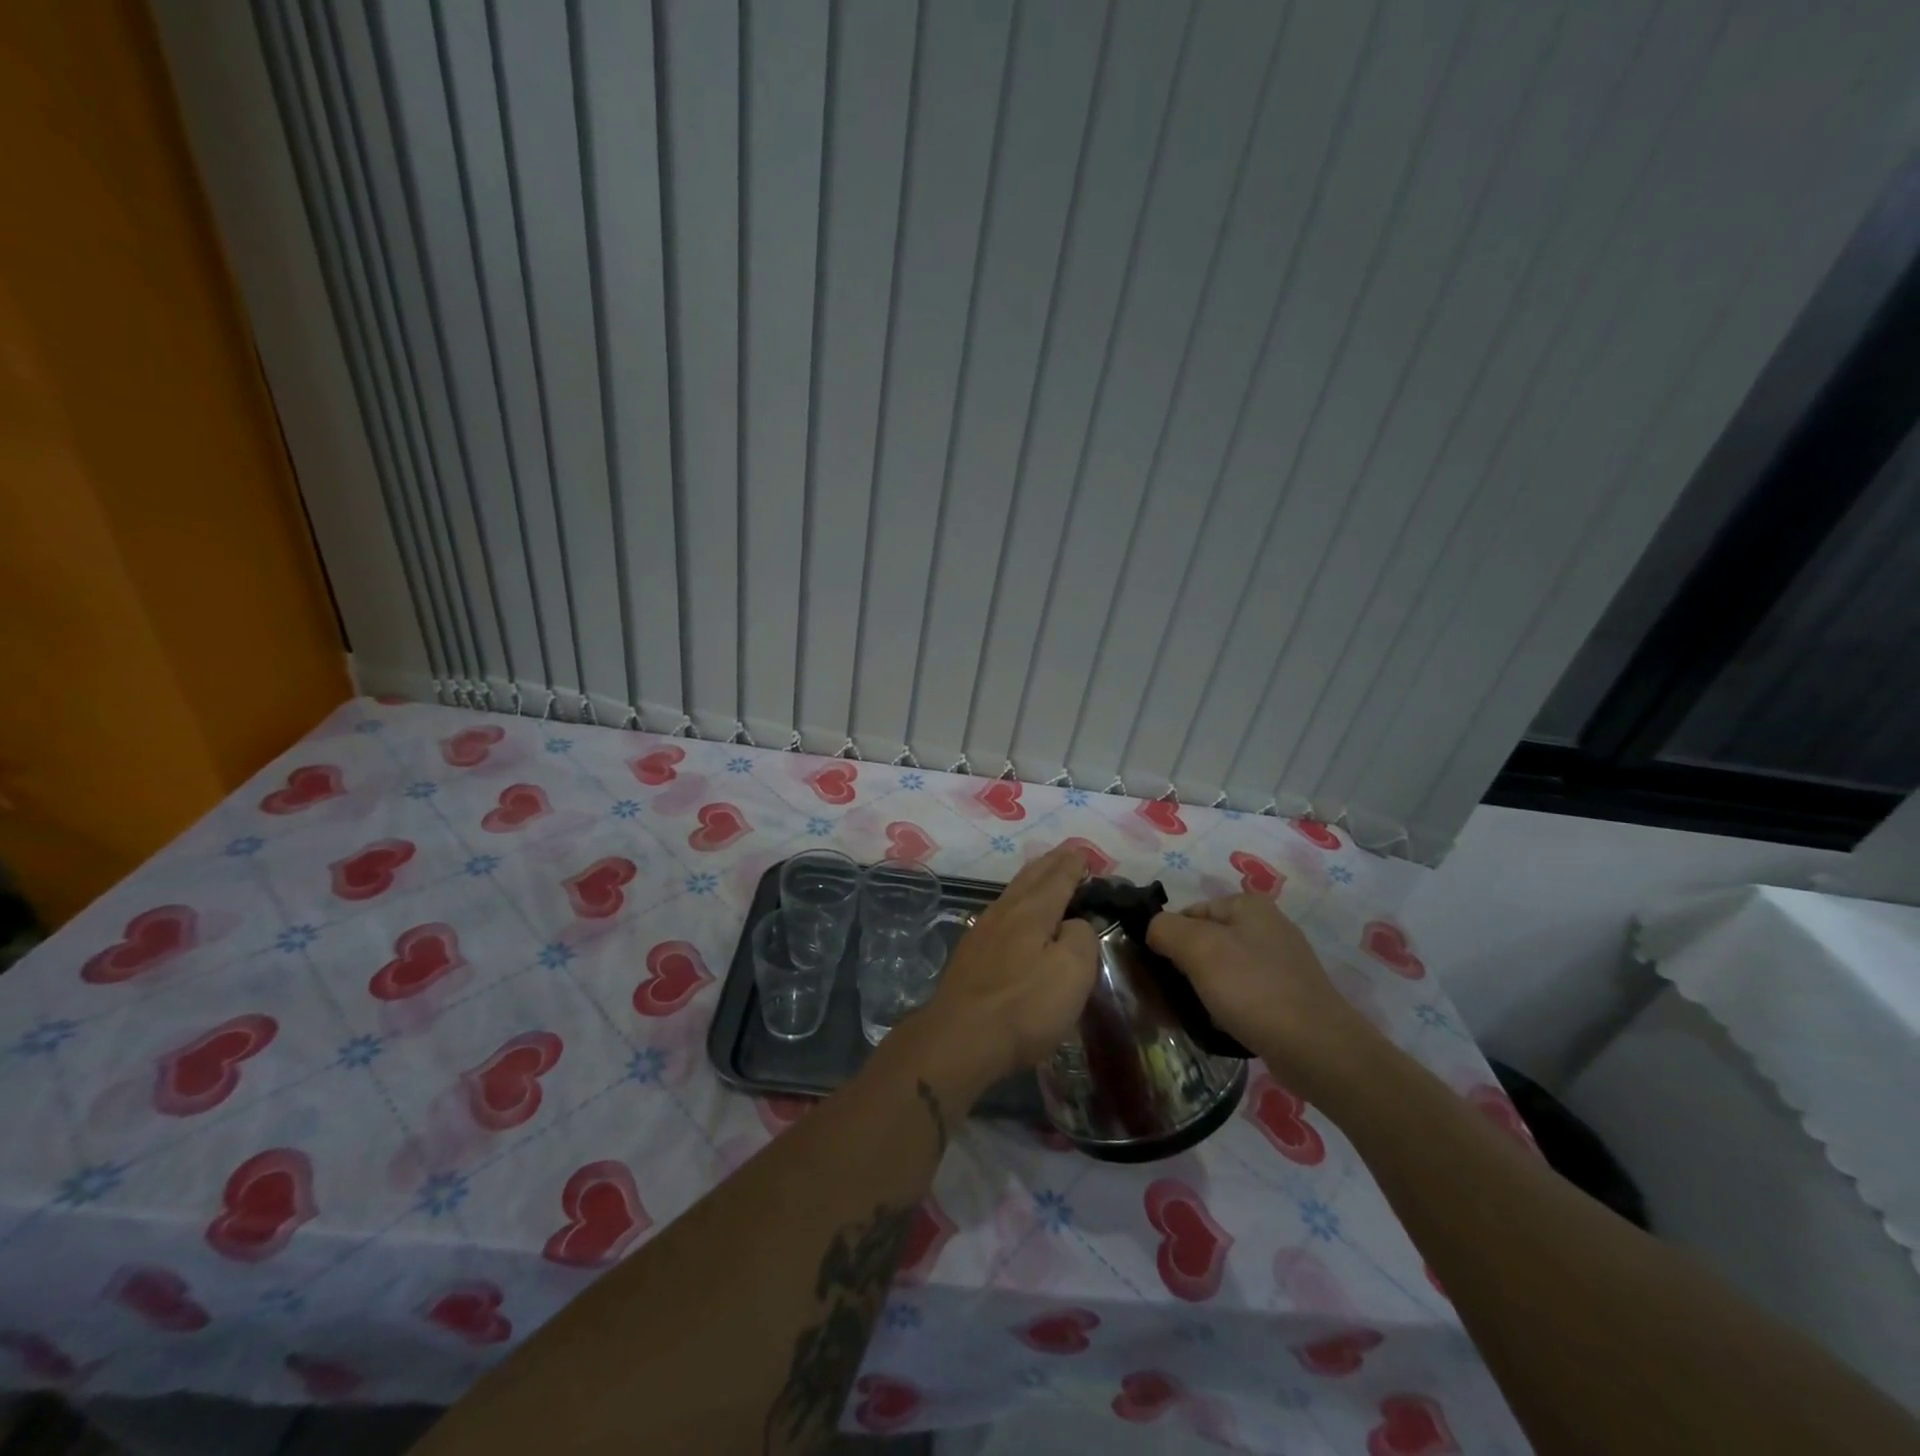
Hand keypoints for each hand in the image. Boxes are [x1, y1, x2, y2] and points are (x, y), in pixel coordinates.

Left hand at [914, 846, 1097, 1089]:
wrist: (960, 1038)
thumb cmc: (1024, 1005)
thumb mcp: (1072, 971)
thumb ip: (1081, 938)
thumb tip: (1075, 924)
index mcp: (1033, 910)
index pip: (1058, 877)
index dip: (1073, 864)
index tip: (1084, 852)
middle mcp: (1005, 911)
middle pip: (1031, 877)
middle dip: (1051, 863)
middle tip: (1067, 853)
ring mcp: (982, 932)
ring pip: (1013, 893)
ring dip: (1033, 880)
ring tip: (1045, 876)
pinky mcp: (971, 955)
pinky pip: (1001, 913)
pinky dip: (1018, 902)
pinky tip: (1015, 914)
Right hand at [1147, 894, 1382, 1098]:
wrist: (1319, 1051)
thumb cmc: (1254, 991)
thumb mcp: (1199, 949)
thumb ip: (1164, 929)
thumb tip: (1152, 931)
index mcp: (1248, 905)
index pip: (1187, 913)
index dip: (1166, 939)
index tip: (1155, 972)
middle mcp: (1266, 926)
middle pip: (1204, 940)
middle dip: (1183, 967)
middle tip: (1169, 997)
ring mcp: (1280, 962)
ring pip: (1221, 968)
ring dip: (1201, 989)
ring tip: (1190, 1015)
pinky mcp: (1287, 995)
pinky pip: (1242, 992)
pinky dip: (1225, 1005)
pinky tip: (1219, 1025)